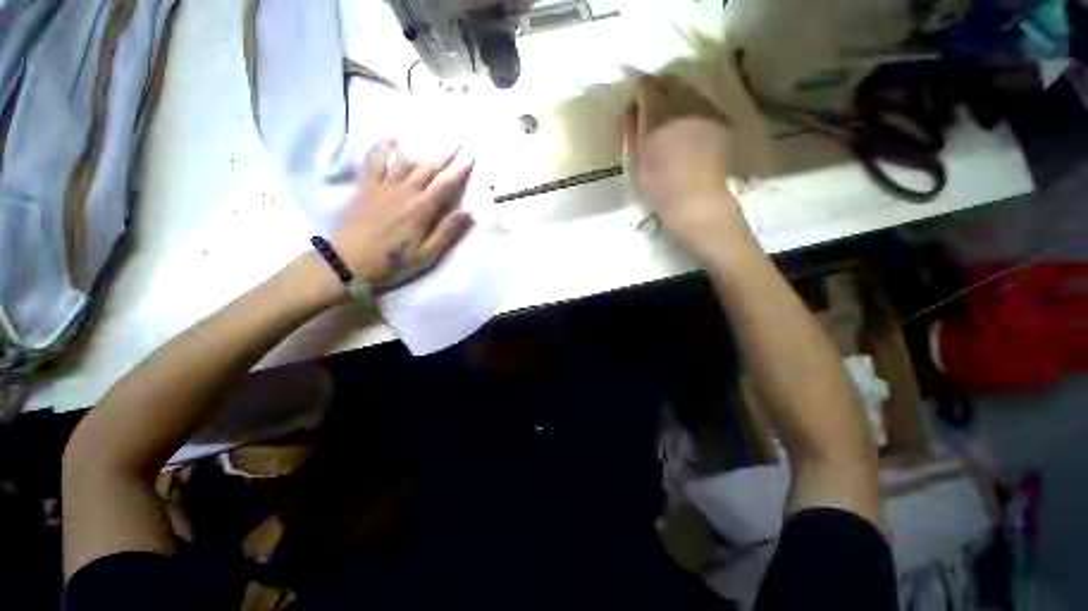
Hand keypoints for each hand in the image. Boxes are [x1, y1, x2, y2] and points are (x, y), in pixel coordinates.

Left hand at [330, 140, 474, 288]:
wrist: (348, 261)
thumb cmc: (392, 261)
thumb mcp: (427, 254)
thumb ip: (447, 232)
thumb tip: (469, 212)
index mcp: (422, 209)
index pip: (446, 184)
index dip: (460, 171)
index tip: (471, 158)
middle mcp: (405, 191)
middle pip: (428, 169)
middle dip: (445, 156)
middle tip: (457, 144)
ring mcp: (384, 186)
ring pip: (406, 163)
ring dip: (422, 154)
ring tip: (433, 147)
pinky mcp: (366, 186)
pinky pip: (374, 161)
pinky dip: (382, 147)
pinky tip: (389, 137)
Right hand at [625, 75, 751, 263]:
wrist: (696, 199)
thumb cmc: (659, 185)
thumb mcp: (637, 159)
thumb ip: (633, 129)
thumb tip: (632, 108)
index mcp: (659, 114)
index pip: (646, 84)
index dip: (639, 93)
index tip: (637, 108)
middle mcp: (685, 102)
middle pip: (670, 80)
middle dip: (659, 91)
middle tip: (654, 114)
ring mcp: (707, 108)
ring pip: (688, 90)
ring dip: (677, 100)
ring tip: (674, 125)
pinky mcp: (721, 117)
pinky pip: (703, 104)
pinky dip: (693, 112)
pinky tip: (691, 133)